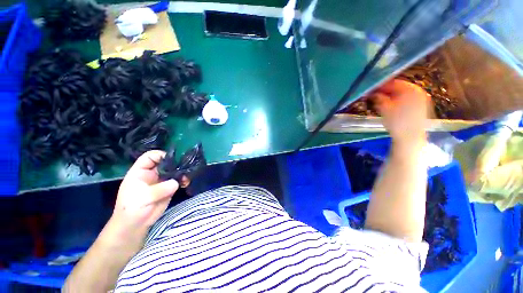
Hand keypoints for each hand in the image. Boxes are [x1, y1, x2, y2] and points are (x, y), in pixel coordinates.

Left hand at [111, 150, 178, 234]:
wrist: (135, 225)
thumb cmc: (131, 210)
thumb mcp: (142, 198)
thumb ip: (158, 189)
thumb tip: (176, 183)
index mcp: (140, 171)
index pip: (150, 157)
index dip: (161, 155)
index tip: (173, 160)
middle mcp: (152, 173)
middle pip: (165, 162)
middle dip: (176, 163)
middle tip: (185, 167)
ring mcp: (162, 180)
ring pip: (174, 171)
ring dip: (182, 172)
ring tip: (186, 177)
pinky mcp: (169, 188)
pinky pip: (178, 180)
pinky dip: (183, 180)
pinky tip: (186, 183)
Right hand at [373, 79, 429, 145]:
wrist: (410, 137)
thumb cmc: (397, 122)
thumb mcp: (384, 108)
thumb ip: (378, 98)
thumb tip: (372, 93)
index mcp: (410, 89)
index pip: (392, 82)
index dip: (380, 86)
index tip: (370, 90)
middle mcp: (418, 90)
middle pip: (399, 87)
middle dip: (385, 91)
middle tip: (374, 96)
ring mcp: (421, 98)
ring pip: (403, 93)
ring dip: (391, 96)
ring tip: (381, 101)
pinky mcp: (422, 106)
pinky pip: (408, 98)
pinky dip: (398, 100)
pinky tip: (391, 105)